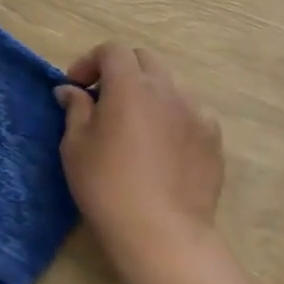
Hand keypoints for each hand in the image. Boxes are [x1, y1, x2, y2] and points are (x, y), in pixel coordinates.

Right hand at [55, 44, 223, 272]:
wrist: (161, 232)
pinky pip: (190, 115)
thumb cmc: (106, 186)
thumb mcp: (75, 146)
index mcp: (130, 86)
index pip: (112, 51)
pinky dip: (172, 120)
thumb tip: (70, 90)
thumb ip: (75, 109)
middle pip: (144, 61)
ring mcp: (196, 113)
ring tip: (134, 128)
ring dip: (148, 96)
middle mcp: (167, 90)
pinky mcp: (213, 139)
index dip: (90, 61)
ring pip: (169, 88)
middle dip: (121, 71)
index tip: (76, 87)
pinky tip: (162, 150)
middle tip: (102, 100)